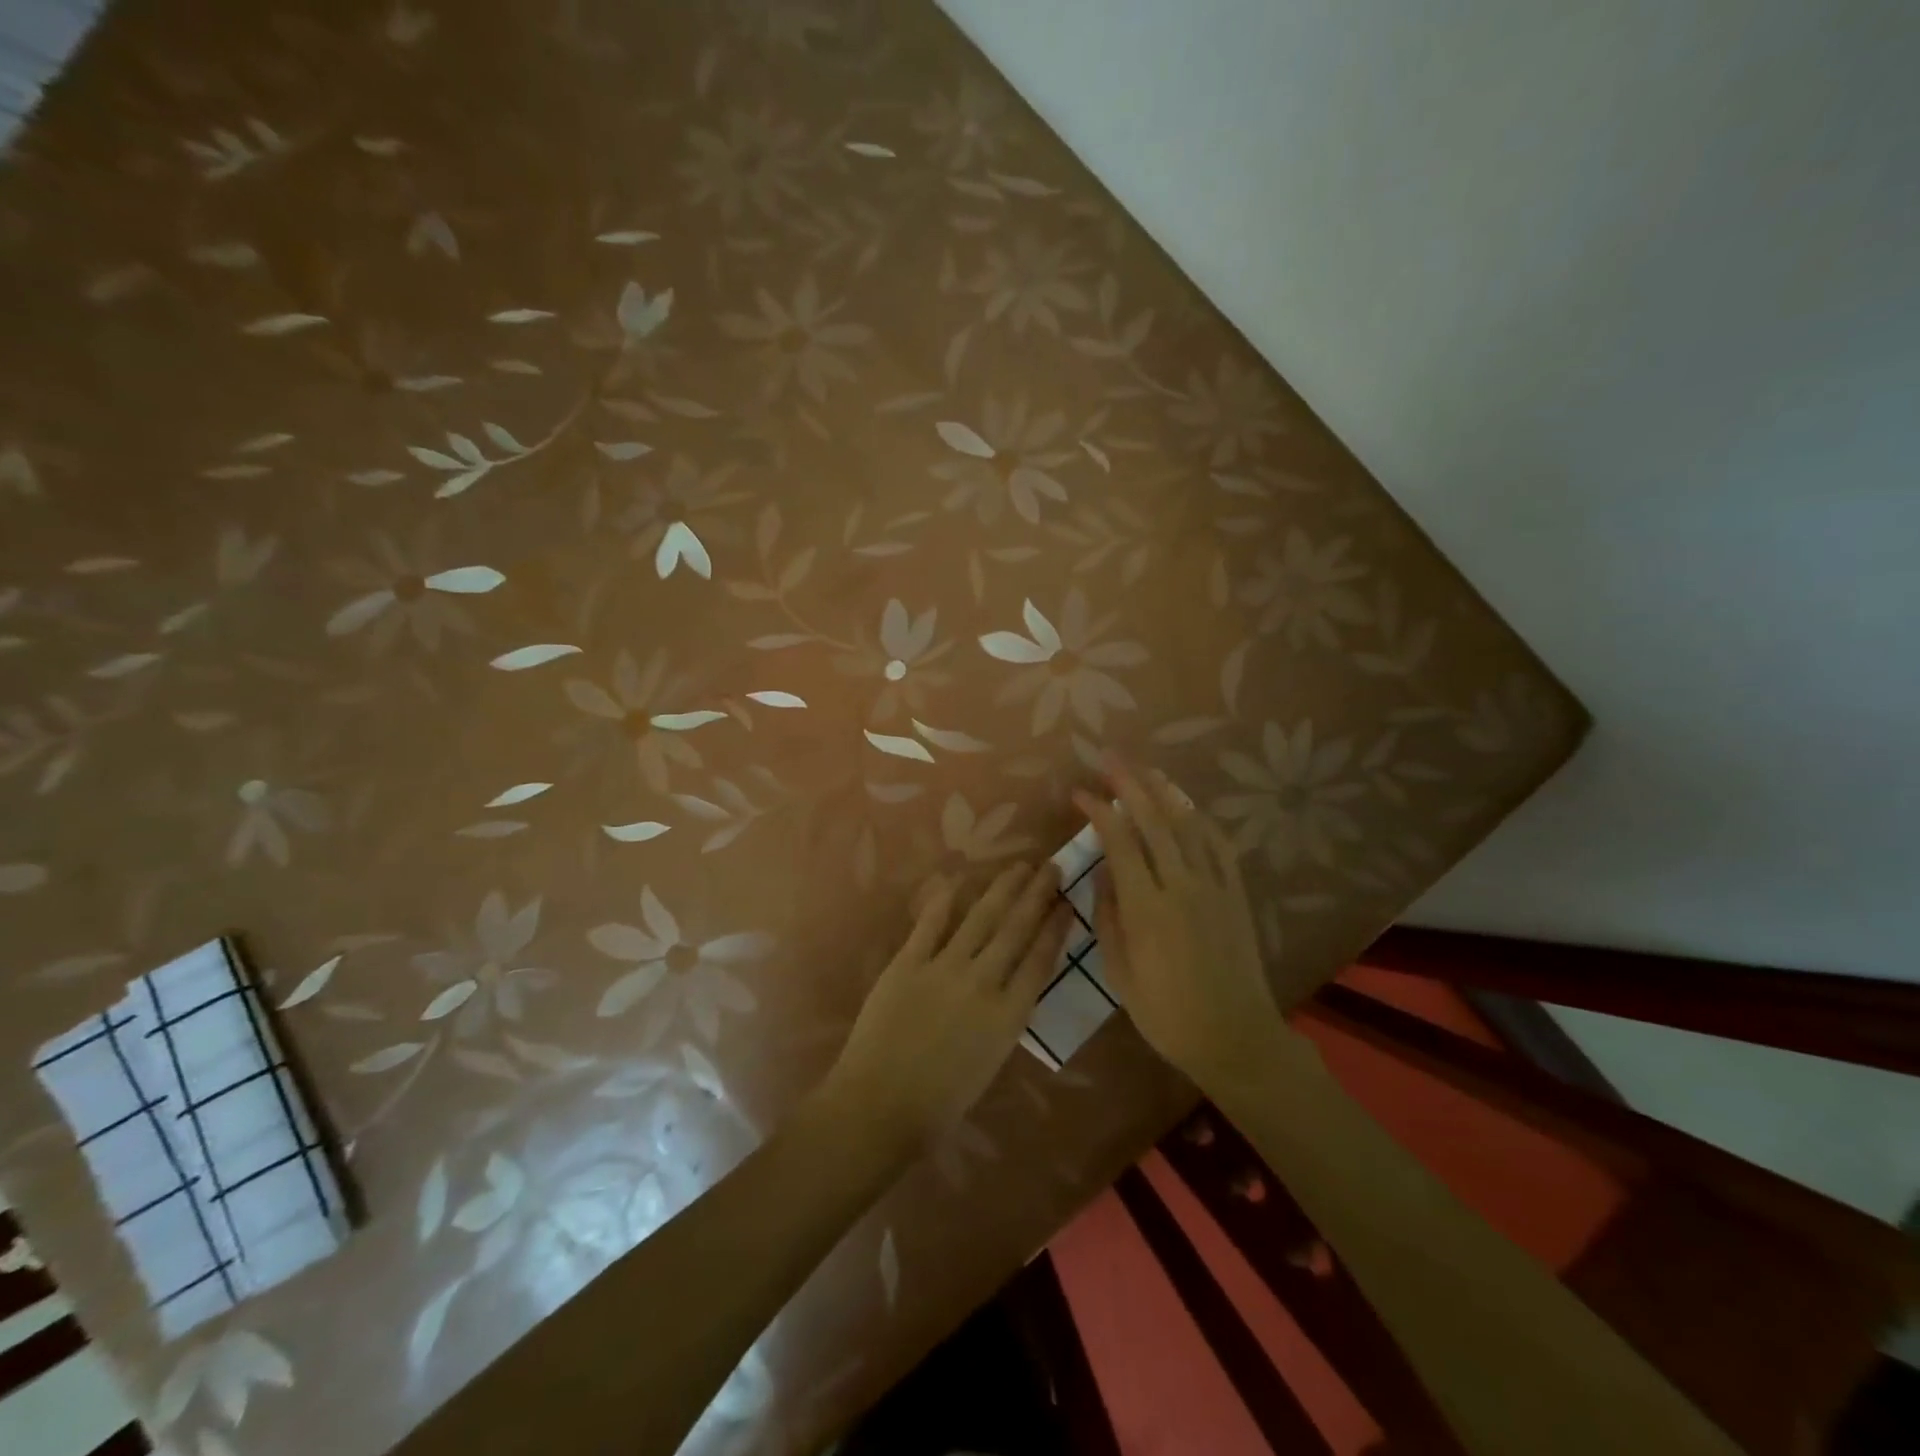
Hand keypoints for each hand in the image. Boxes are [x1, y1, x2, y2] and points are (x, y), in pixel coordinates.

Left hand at [823, 863, 1068, 1149]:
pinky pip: (931, 923)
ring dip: (1003, 888)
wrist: (881, 1105)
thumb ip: (1005, 1017)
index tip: (1067, 903)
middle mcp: (983, 982)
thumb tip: (1012, 984)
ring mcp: (944, 968)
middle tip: (1051, 867)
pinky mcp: (908, 962)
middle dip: (1037, 895)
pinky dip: (946, 899)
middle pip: (1016, 929)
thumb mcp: (991, 1061)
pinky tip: (959, 878)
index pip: (1040, 959)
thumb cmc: (940, 1101)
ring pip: (981, 917)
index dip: (1055, 928)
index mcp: (1008, 1015)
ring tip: (1019, 866)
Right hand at [1073, 760, 1282, 1087]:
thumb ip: (1109, 917)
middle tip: (1109, 758)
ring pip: (1188, 826)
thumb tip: (1102, 871)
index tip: (1079, 792)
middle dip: (1129, 784)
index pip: (1119, 841)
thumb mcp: (1120, 973)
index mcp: (1147, 907)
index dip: (1098, 811)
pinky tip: (1188, 807)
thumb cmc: (1166, 1014)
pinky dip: (1202, 821)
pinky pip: (1220, 847)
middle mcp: (1181, 886)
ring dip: (1165, 793)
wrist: (1234, 1037)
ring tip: (1146, 770)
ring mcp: (1214, 887)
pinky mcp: (1237, 895)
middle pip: (1154, 821)